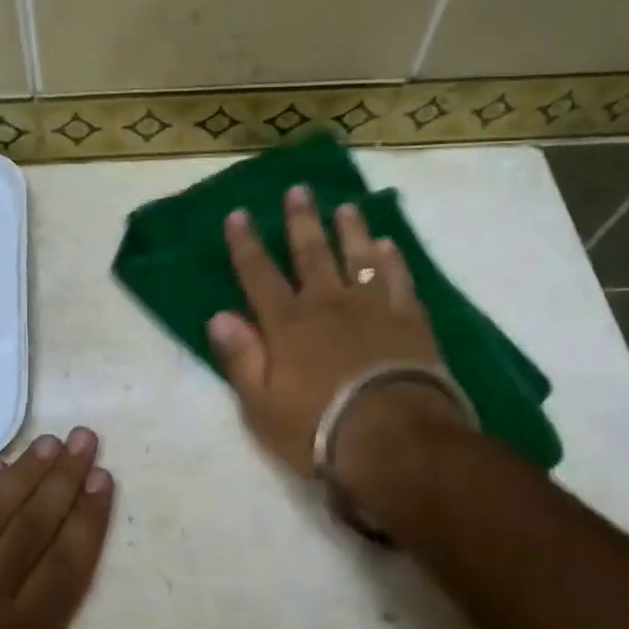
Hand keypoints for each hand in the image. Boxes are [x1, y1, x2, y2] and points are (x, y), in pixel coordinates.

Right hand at [207, 186, 461, 486]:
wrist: (393, 438)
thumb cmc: (318, 427)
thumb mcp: (262, 404)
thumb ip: (241, 357)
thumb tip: (219, 316)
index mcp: (287, 323)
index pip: (259, 275)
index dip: (246, 244)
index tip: (238, 214)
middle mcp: (327, 304)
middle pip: (311, 253)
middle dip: (301, 220)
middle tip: (298, 189)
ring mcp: (373, 308)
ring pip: (358, 257)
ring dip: (350, 230)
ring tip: (346, 207)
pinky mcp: (410, 320)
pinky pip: (400, 280)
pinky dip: (393, 261)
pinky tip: (389, 245)